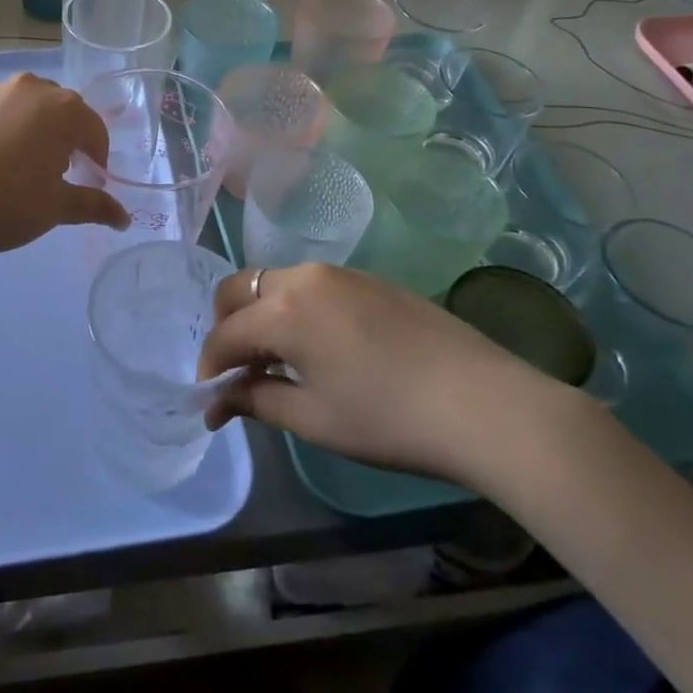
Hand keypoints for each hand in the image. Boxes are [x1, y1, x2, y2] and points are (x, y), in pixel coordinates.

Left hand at [0, 73, 129, 259]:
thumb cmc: (4, 206)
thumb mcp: (55, 209)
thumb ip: (93, 206)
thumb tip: (124, 218)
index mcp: (61, 110)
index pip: (93, 129)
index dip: (96, 157)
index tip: (89, 179)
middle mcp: (25, 88)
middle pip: (54, 109)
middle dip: (58, 136)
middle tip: (48, 171)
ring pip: (12, 106)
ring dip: (17, 129)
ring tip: (2, 168)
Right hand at [198, 264, 569, 489]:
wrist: (483, 403)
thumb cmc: (388, 419)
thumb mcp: (314, 418)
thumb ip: (257, 401)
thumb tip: (219, 402)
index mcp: (284, 310)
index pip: (225, 333)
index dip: (210, 366)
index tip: (210, 398)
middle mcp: (305, 277)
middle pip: (240, 288)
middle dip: (225, 325)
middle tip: (236, 369)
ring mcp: (341, 273)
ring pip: (277, 282)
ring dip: (260, 314)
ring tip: (276, 360)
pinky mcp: (371, 279)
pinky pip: (312, 285)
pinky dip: (295, 309)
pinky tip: (319, 346)